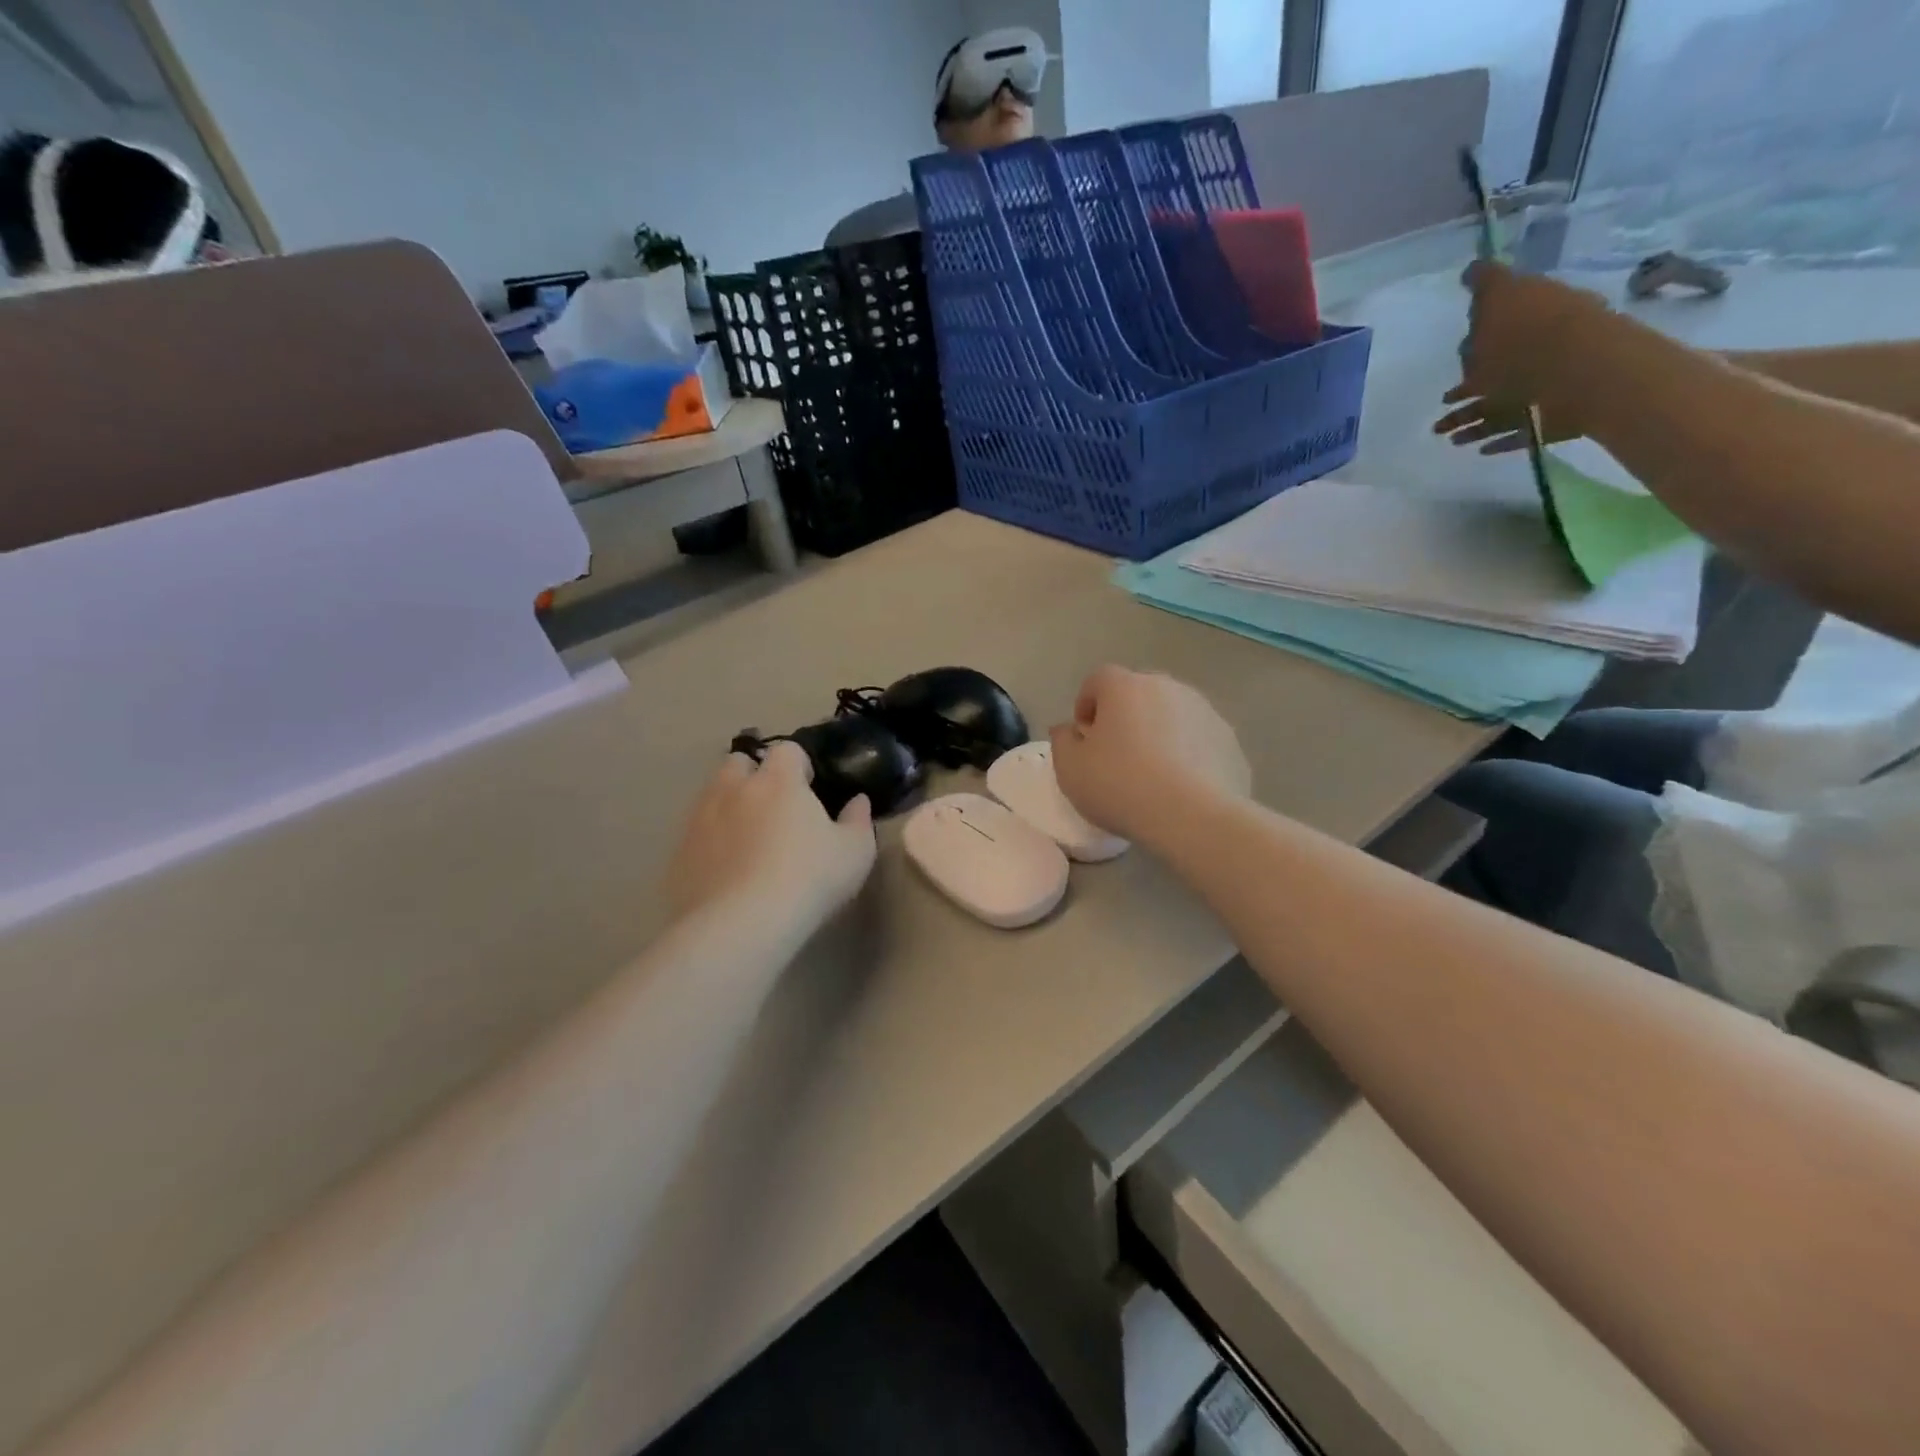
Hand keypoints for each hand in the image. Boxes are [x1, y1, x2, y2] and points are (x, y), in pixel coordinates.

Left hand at [667, 742, 875, 929]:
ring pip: (712, 795)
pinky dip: (710, 842)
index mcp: (778, 781)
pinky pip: (696, 834)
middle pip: (738, 762)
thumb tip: (858, 801)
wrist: (740, 925)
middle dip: (753, 775)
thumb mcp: (854, 852)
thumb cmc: (808, 879)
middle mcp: (734, 789)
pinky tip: (726, 871)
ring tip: (748, 839)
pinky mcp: (679, 853)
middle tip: (774, 807)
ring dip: (729, 805)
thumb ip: (858, 820)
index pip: (786, 749)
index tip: (810, 788)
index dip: (799, 764)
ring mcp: (700, 819)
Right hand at [1049, 667, 1251, 847]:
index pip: (1097, 680)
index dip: (1086, 706)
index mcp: (1124, 687)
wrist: (1192, 816)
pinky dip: (1188, 754)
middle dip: (1125, 717)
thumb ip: (1062, 741)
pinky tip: (1182, 788)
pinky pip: (1199, 740)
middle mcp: (1167, 687)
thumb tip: (1068, 729)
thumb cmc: (1119, 786)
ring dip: (1159, 733)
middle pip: (1138, 694)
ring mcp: (1204, 710)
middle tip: (1117, 757)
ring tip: (1153, 775)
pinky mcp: (1229, 739)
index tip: (1085, 739)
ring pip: (1172, 714)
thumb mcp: (1070, 769)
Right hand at [1435, 262, 1603, 453]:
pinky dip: (1495, 437)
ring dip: (1469, 418)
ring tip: (1444, 435)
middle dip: (1469, 384)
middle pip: (1498, 369)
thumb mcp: (1501, 296)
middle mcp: (1540, 352)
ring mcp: (1545, 388)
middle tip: (1444, 401)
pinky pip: (1516, 430)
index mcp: (1532, 319)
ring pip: (1499, 404)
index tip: (1459, 350)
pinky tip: (1477, 447)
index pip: (1501, 324)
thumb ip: (1486, 283)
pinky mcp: (1548, 421)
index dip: (1477, 336)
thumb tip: (1473, 270)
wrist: (1578, 376)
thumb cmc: (1530, 336)